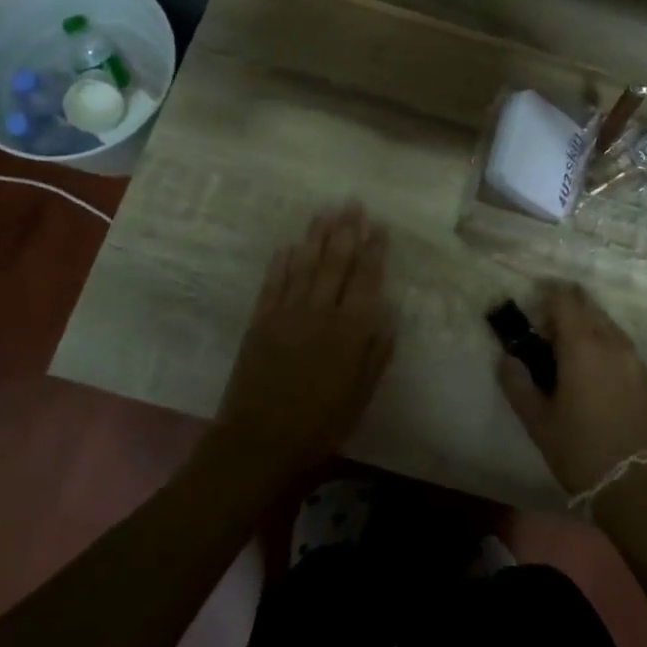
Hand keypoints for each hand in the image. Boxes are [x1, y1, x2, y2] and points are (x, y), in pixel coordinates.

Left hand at [213, 204, 394, 486]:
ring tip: (325, 212)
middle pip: (336, 263)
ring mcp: (286, 314)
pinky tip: (290, 245)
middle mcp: (320, 313)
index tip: (380, 226)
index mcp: (349, 332)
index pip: (366, 280)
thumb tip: (387, 317)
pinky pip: (274, 283)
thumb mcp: (361, 396)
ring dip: (316, 236)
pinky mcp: (260, 321)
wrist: (259, 443)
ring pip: (305, 265)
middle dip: (346, 231)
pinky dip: (282, 262)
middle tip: (353, 203)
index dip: (374, 251)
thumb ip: (375, 354)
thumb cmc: (320, 426)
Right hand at [496, 280, 646, 495]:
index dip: (546, 294)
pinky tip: (593, 372)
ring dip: (585, 326)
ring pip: (606, 324)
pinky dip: (603, 344)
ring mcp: (634, 358)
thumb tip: (507, 358)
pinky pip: (621, 344)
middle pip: (588, 305)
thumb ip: (517, 384)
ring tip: (567, 353)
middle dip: (565, 309)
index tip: (531, 306)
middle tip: (545, 331)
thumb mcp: (538, 421)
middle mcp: (612, 342)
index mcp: (582, 345)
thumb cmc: (581, 451)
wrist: (639, 487)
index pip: (564, 299)